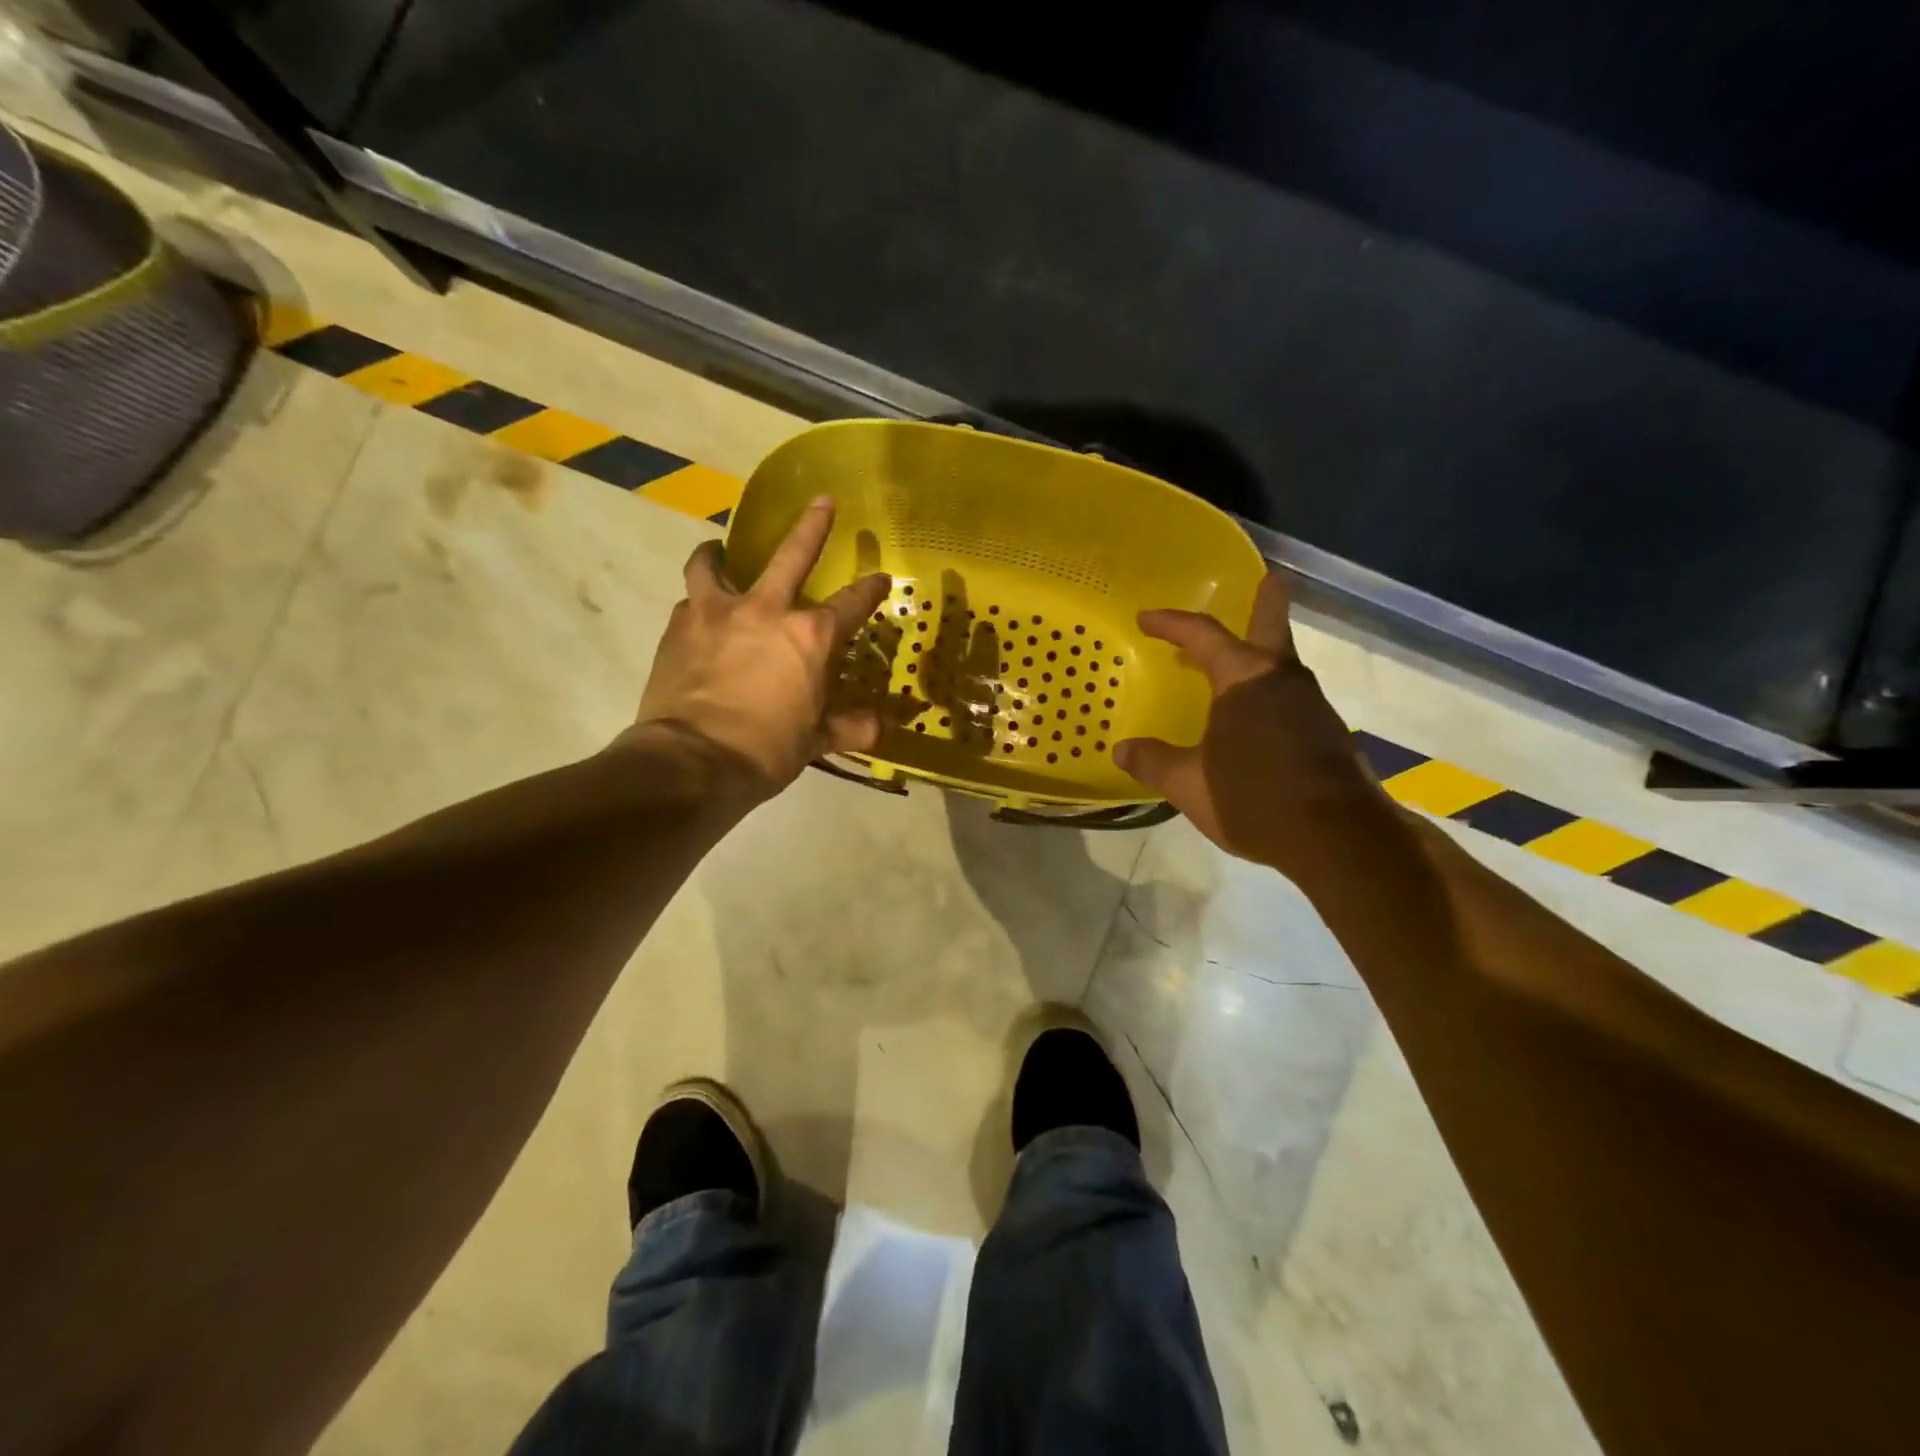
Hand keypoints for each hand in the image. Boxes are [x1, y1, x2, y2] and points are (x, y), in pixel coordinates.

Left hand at [631, 497, 890, 792]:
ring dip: (717, 554)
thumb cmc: (766, 751)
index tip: (880, 578)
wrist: (692, 762)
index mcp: (808, 637)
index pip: (850, 605)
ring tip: (717, 552)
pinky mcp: (677, 627)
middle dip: (812, 526)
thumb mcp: (816, 741)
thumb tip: (882, 728)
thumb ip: (852, 728)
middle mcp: (764, 611)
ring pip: (713, 565)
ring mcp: (715, 614)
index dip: (870, 590)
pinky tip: (698, 616)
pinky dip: (696, 603)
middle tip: (822, 501)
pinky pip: (688, 602)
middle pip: (791, 555)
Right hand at [1115, 573, 1401, 875]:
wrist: (1337, 838)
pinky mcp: (1327, 734)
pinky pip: (1292, 699)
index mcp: (1244, 680)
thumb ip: (1153, 762)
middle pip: (1271, 629)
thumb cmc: (1254, 798)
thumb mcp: (1189, 784)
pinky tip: (1258, 721)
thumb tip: (1122, 749)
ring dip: (1263, 656)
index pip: (1203, 636)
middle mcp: (1282, 680)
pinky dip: (1271, 694)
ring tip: (1239, 665)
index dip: (1172, 624)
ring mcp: (1311, 706)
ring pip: (1283, 666)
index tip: (1146, 619)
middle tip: (1271, 579)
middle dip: (1267, 603)